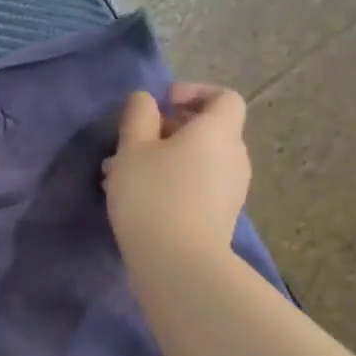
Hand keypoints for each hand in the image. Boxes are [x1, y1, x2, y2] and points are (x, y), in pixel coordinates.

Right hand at [103, 84, 251, 270]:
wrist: (178, 262)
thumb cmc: (152, 195)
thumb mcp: (132, 149)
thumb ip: (138, 116)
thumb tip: (146, 100)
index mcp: (218, 132)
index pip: (224, 98)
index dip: (194, 93)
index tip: (162, 103)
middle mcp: (233, 156)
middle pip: (207, 131)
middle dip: (168, 130)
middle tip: (131, 142)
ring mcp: (230, 189)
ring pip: (196, 161)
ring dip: (163, 159)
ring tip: (122, 175)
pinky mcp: (220, 216)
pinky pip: (196, 186)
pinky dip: (171, 182)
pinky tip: (137, 199)